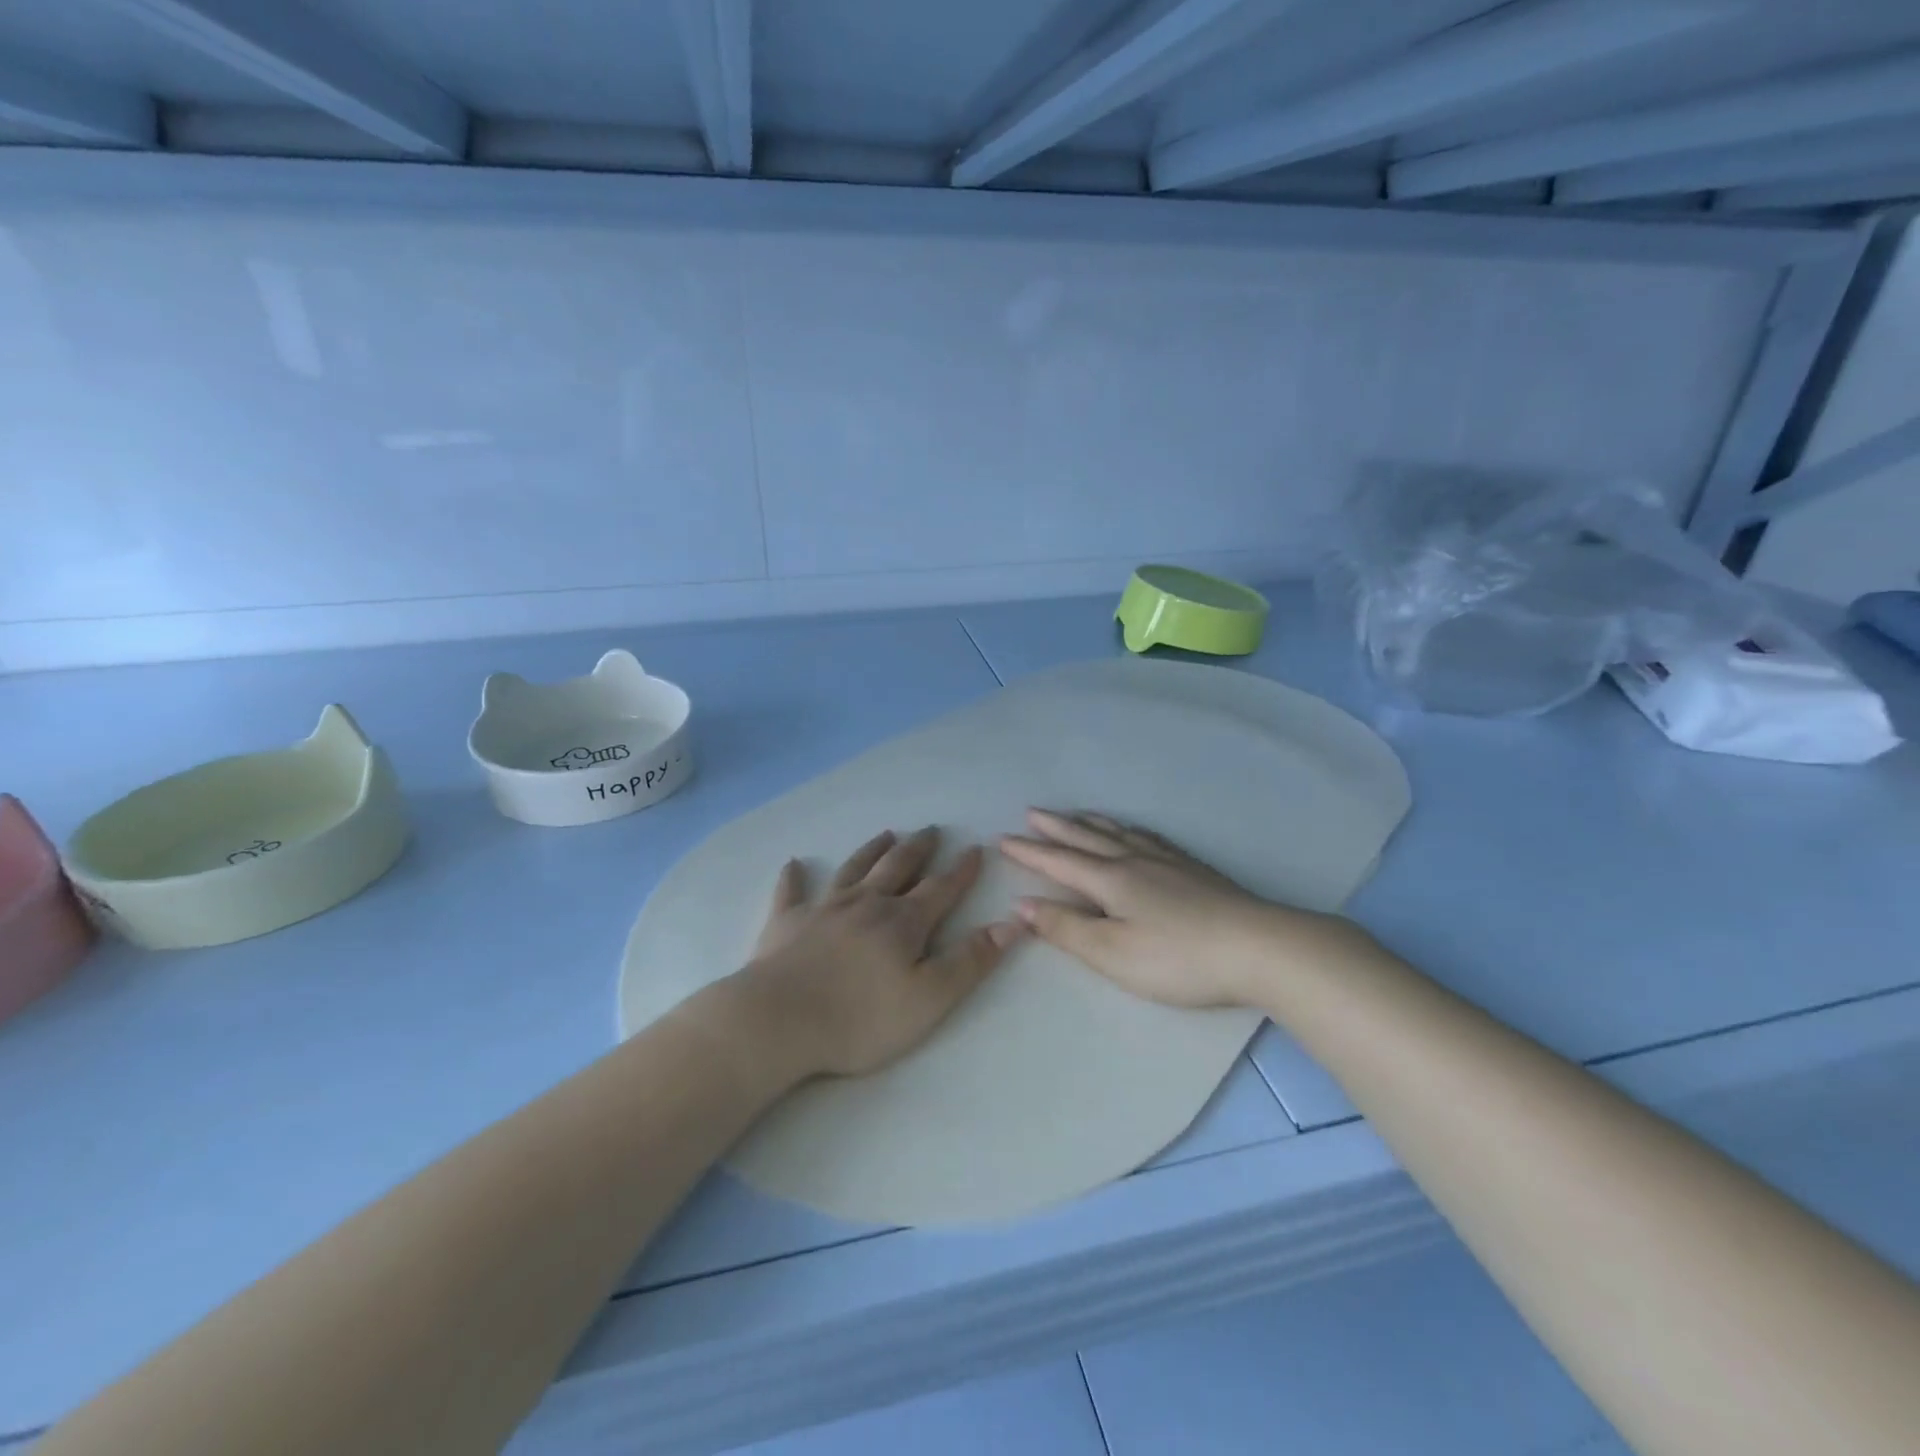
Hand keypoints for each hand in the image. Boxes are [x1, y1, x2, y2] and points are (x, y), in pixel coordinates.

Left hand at [733, 826, 1025, 1078]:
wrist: (778, 1021)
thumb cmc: (860, 1018)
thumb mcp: (929, 999)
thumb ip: (971, 961)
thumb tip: (1012, 923)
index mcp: (902, 923)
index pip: (940, 889)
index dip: (961, 870)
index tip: (976, 849)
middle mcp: (866, 904)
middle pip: (898, 868)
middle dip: (918, 849)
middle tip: (931, 830)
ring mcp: (823, 909)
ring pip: (853, 870)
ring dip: (871, 851)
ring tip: (885, 834)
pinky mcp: (786, 923)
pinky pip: (791, 892)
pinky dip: (794, 877)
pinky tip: (794, 864)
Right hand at [999, 809, 1343, 1008]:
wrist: (1257, 948)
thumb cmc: (1177, 958)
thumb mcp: (1112, 953)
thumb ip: (1065, 928)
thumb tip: (1022, 904)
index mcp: (1110, 880)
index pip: (1059, 862)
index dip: (1029, 852)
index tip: (1003, 840)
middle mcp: (1134, 860)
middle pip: (1086, 838)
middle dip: (1056, 828)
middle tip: (1032, 813)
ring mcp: (1167, 861)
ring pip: (1118, 833)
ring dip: (1090, 823)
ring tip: (1076, 814)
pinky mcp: (1193, 869)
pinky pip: (1149, 837)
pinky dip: (1129, 829)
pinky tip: (1135, 833)